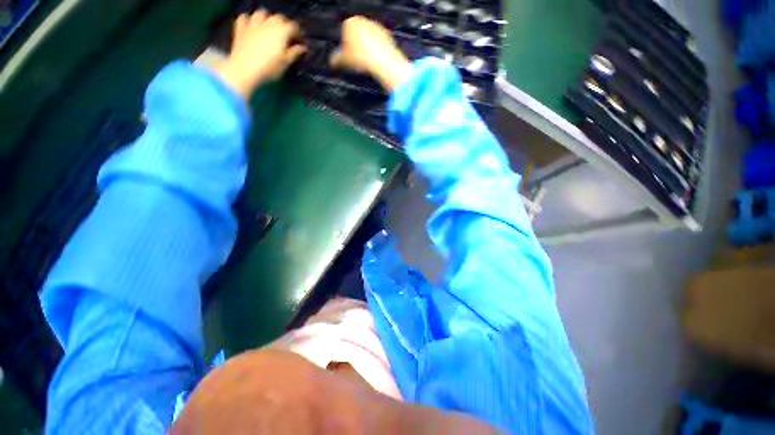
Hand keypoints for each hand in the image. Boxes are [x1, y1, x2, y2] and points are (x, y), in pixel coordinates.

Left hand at [214, 11, 305, 97]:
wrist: (244, 70)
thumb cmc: (269, 68)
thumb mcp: (286, 63)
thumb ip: (295, 53)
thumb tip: (303, 47)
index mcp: (281, 31)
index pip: (294, 27)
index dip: (299, 35)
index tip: (301, 45)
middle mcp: (268, 23)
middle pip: (279, 18)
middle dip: (285, 25)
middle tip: (287, 37)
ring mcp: (252, 24)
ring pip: (262, 14)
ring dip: (267, 19)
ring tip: (269, 28)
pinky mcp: (240, 28)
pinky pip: (245, 18)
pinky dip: (249, 20)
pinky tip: (252, 27)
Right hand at [330, 16, 412, 91]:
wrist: (381, 62)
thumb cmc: (361, 58)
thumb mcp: (343, 61)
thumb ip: (335, 59)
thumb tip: (333, 62)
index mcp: (350, 22)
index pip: (344, 34)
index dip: (345, 48)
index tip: (347, 57)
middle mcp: (363, 21)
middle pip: (357, 36)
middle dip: (356, 48)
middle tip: (357, 61)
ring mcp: (376, 27)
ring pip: (368, 40)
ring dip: (366, 50)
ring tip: (366, 64)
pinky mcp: (387, 35)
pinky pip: (379, 45)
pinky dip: (376, 52)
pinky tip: (375, 62)